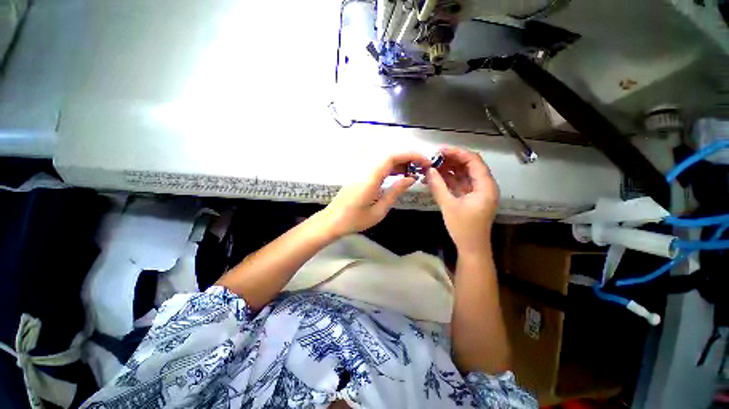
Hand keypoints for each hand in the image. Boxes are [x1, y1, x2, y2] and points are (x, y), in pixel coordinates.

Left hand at [320, 152, 429, 236]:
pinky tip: (398, 174)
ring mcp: (361, 170)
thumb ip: (395, 192)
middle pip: (389, 154)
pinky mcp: (359, 173)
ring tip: (413, 171)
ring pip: (383, 158)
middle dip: (408, 157)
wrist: (333, 221)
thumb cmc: (355, 220)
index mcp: (370, 178)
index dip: (411, 155)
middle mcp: (365, 169)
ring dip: (400, 161)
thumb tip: (411, 178)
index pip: (392, 156)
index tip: (425, 162)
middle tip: (422, 167)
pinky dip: (390, 166)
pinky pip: (378, 164)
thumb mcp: (379, 210)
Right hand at [426, 147, 499, 253]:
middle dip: (451, 160)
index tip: (440, 150)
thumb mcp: (448, 205)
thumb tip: (429, 169)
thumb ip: (438, 186)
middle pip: (469, 166)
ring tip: (432, 166)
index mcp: (485, 186)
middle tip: (434, 158)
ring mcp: (477, 192)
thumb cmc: (463, 228)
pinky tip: (436, 177)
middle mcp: (484, 186)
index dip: (457, 153)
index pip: (473, 161)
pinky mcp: (470, 198)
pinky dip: (449, 180)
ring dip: (449, 170)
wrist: (471, 248)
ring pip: (463, 175)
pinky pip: (460, 184)